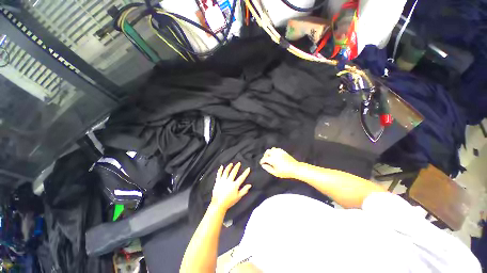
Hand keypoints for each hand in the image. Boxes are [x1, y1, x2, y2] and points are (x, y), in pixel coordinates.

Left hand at [211, 163, 251, 211]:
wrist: (218, 205)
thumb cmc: (229, 201)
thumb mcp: (238, 197)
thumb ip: (244, 190)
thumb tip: (250, 185)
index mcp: (234, 185)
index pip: (241, 178)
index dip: (245, 173)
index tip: (248, 168)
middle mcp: (229, 181)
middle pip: (233, 172)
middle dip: (236, 167)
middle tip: (239, 163)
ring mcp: (222, 181)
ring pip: (226, 172)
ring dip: (229, 167)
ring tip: (231, 164)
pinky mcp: (217, 182)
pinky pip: (219, 174)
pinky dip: (220, 170)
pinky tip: (221, 166)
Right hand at [260, 148, 299, 178]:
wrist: (295, 168)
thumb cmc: (285, 172)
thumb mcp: (275, 173)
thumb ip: (268, 169)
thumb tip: (263, 165)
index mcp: (272, 159)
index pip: (264, 159)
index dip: (262, 162)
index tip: (262, 164)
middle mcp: (274, 154)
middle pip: (267, 152)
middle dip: (265, 156)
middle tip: (265, 160)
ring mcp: (279, 152)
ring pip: (271, 149)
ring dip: (269, 152)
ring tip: (270, 157)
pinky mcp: (283, 151)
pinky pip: (276, 149)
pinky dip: (274, 151)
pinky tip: (275, 155)